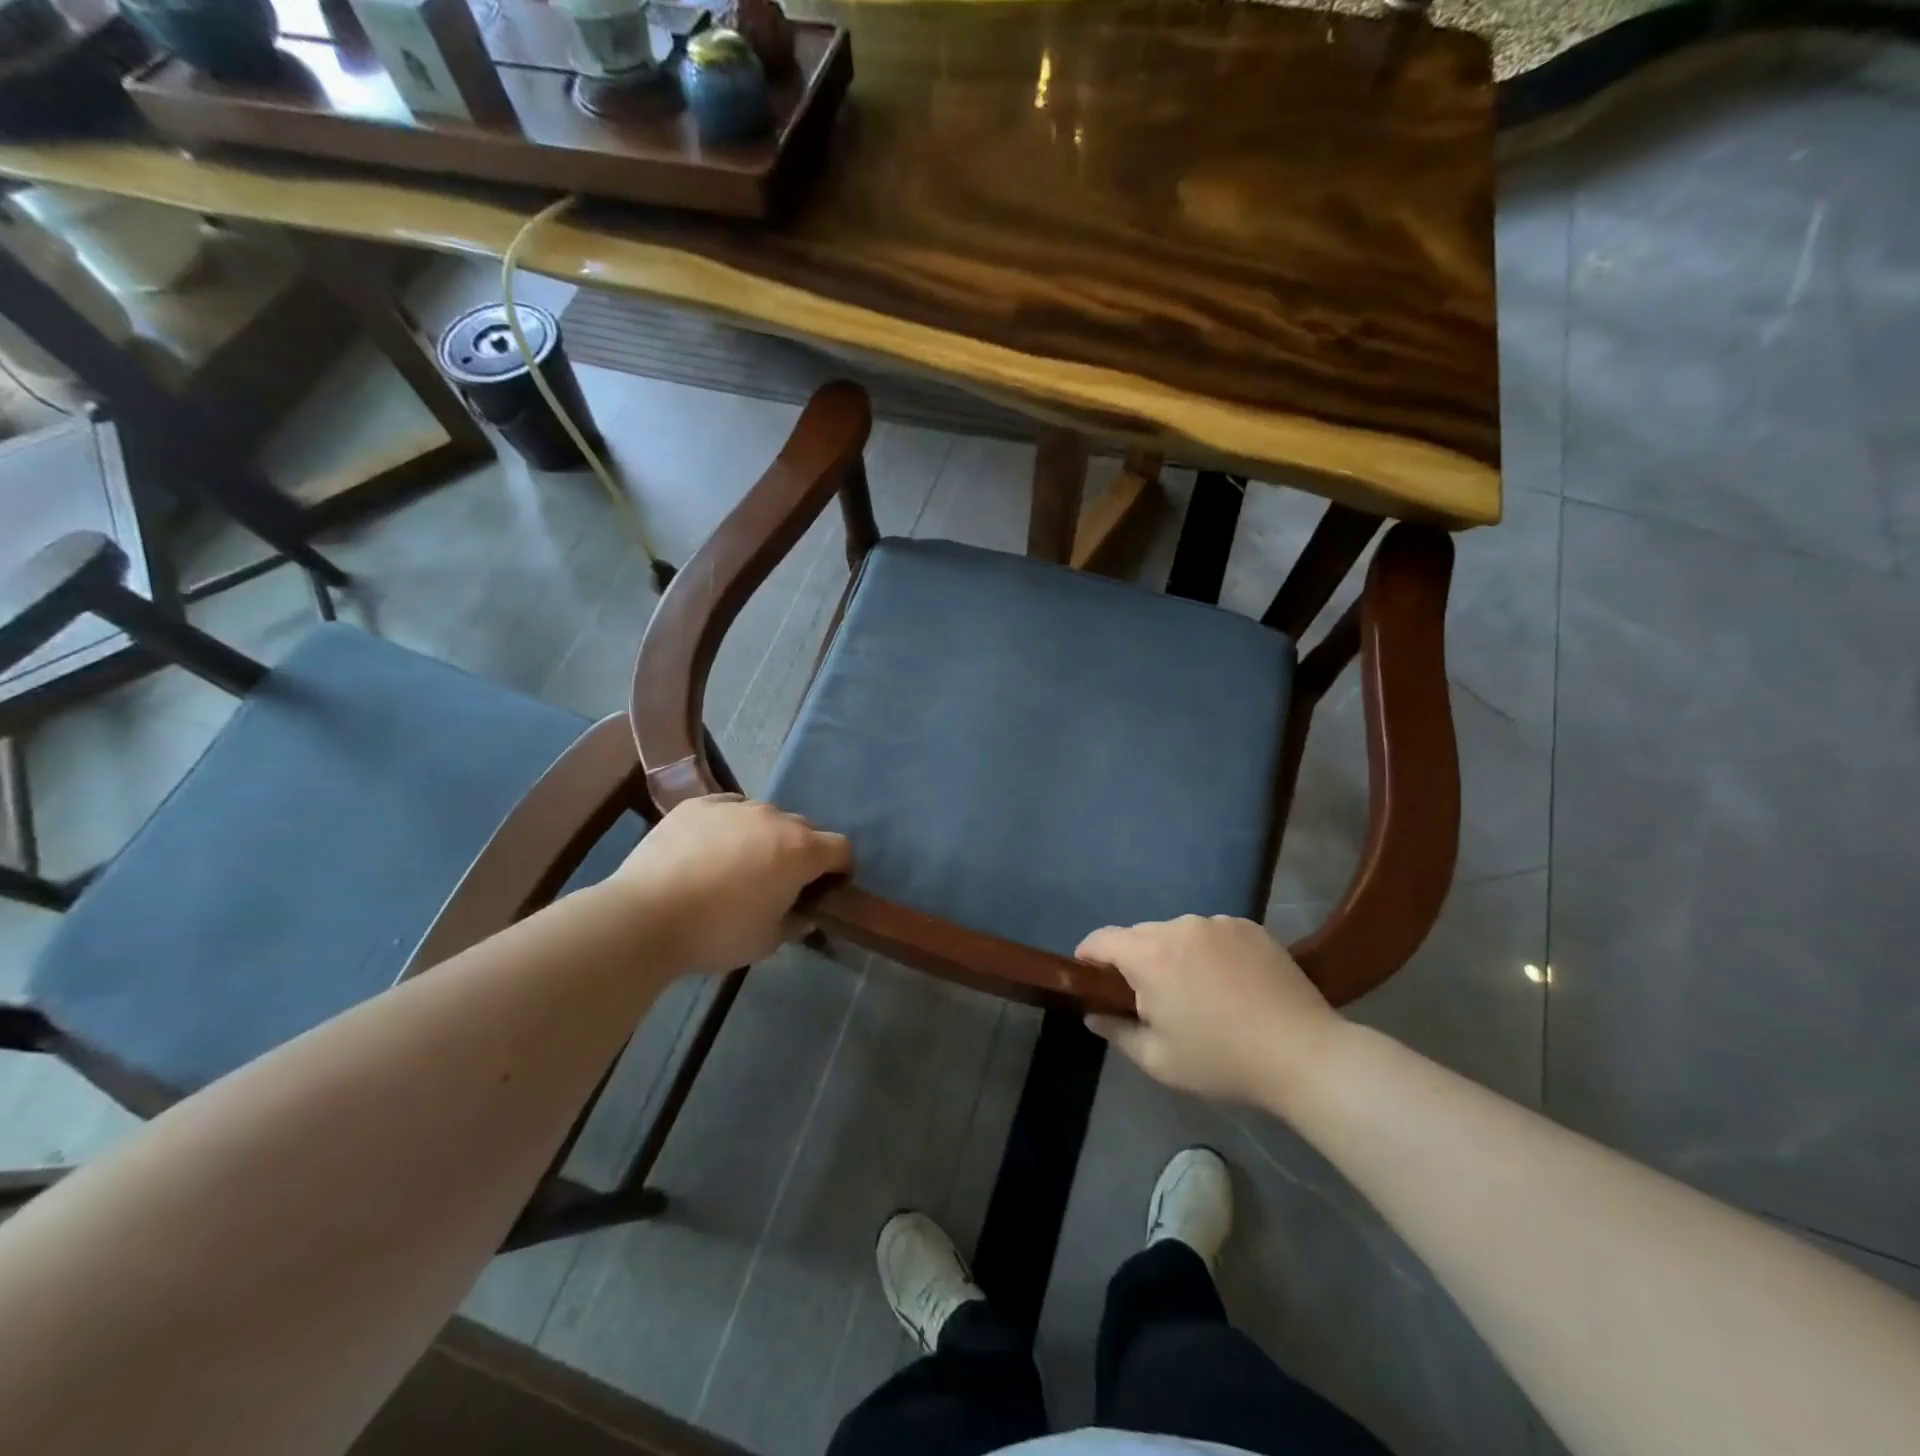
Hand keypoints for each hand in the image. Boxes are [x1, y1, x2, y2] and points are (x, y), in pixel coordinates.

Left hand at [611, 795, 850, 973]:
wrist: (645, 916)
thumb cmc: (717, 933)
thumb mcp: (767, 941)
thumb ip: (796, 923)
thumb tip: (804, 914)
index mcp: (800, 851)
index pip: (841, 848)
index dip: (841, 869)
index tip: (827, 889)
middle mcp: (774, 818)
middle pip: (804, 829)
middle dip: (802, 852)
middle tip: (781, 882)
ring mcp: (734, 806)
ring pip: (765, 816)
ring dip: (765, 837)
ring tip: (739, 865)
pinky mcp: (698, 804)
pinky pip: (728, 808)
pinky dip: (730, 826)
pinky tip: (710, 849)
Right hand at [1077, 916, 1342, 1107]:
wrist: (1304, 1055)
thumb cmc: (1222, 1060)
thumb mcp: (1159, 1060)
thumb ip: (1117, 1031)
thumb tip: (1093, 1014)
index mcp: (1150, 955)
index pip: (1101, 939)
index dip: (1088, 958)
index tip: (1093, 981)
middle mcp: (1180, 927)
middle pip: (1139, 935)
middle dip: (1135, 962)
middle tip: (1152, 1000)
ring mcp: (1218, 922)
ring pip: (1177, 933)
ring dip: (1174, 955)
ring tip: (1198, 993)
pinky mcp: (1249, 926)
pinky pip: (1211, 933)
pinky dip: (1208, 952)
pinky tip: (1231, 984)